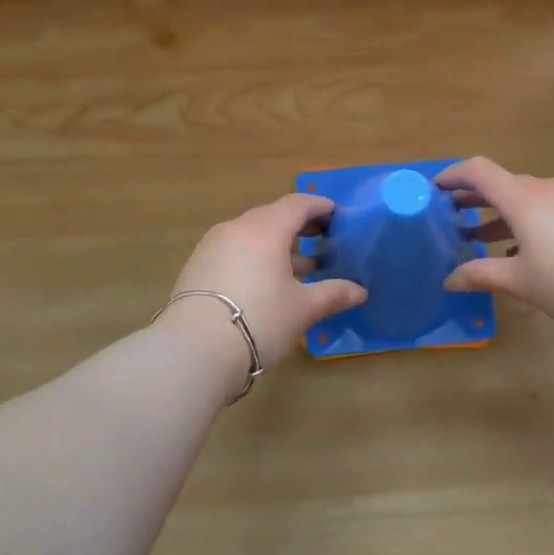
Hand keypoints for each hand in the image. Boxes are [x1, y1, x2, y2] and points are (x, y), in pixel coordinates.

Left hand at [166, 193, 366, 379]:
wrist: (194, 350)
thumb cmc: (260, 319)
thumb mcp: (303, 308)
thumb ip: (333, 294)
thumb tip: (360, 291)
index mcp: (266, 228)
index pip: (297, 204)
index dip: (319, 207)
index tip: (336, 215)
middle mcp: (237, 228)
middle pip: (272, 217)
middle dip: (299, 226)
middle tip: (321, 239)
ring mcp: (211, 246)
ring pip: (251, 235)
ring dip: (276, 245)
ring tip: (298, 267)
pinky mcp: (196, 267)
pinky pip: (233, 251)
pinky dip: (254, 258)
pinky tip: (265, 283)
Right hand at [440, 157, 553, 336]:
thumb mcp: (520, 282)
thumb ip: (481, 275)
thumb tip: (448, 280)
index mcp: (524, 198)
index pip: (479, 171)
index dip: (453, 175)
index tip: (434, 189)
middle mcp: (547, 188)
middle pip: (503, 184)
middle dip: (474, 198)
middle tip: (450, 216)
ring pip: (526, 197)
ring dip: (501, 213)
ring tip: (480, 237)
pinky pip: (548, 207)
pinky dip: (527, 220)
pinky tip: (523, 250)